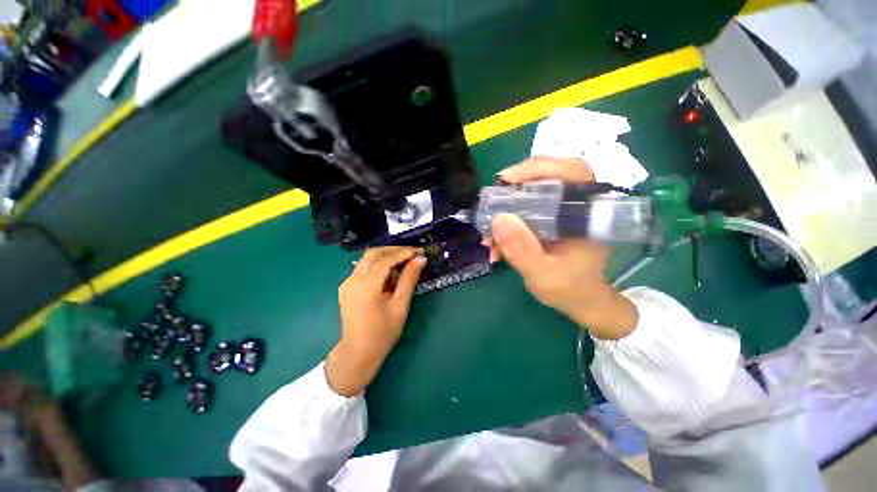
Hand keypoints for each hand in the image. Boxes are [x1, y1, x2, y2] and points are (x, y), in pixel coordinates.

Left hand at [326, 247, 426, 395]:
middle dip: (394, 250)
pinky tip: (391, 272)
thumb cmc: (383, 333)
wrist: (358, 353)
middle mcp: (352, 280)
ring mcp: (347, 283)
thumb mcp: (400, 306)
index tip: (419, 251)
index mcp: (366, 286)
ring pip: (367, 259)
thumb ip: (409, 279)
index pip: (386, 260)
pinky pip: (364, 268)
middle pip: (373, 253)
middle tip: (412, 253)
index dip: (404, 253)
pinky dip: (378, 265)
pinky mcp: (347, 287)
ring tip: (405, 261)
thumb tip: (421, 259)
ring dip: (386, 256)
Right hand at [489, 157, 637, 339]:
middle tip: (491, 200)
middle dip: (515, 185)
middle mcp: (578, 204)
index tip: (505, 180)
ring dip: (506, 205)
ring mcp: (563, 209)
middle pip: (547, 175)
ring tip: (489, 229)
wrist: (579, 299)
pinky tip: (494, 239)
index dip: (538, 168)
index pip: (571, 171)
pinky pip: (526, 206)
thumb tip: (498, 219)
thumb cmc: (569, 289)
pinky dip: (507, 218)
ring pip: (533, 190)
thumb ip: (522, 250)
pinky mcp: (551, 216)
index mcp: (589, 213)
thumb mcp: (543, 274)